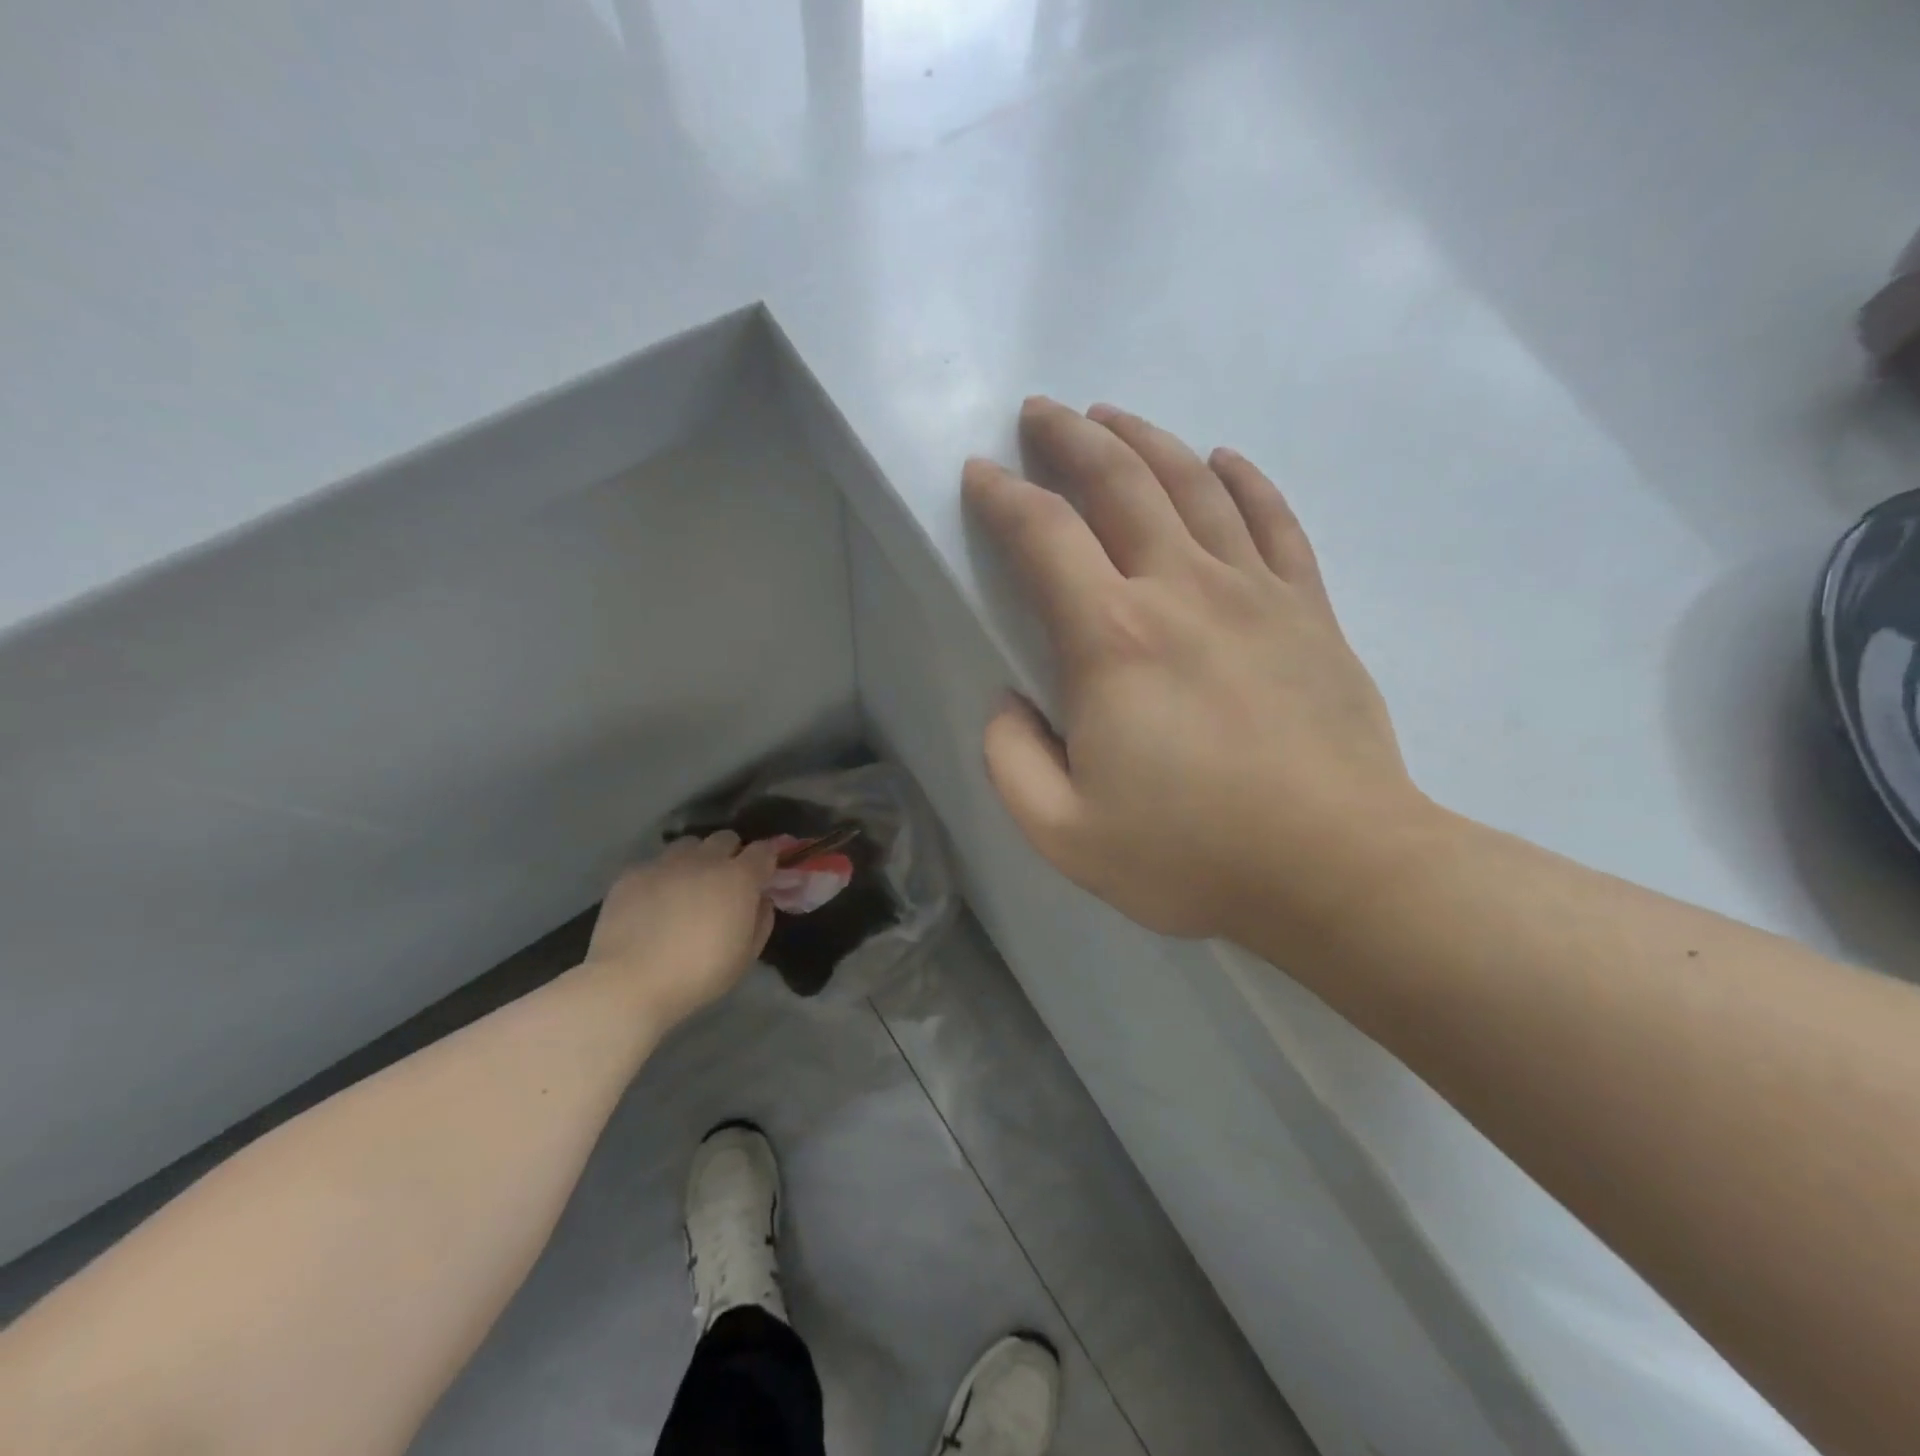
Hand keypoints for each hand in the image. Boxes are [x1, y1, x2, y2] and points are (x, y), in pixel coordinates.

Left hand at [581, 833, 778, 1028]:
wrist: (630, 983)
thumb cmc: (698, 974)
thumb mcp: (746, 956)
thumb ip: (762, 920)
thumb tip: (761, 900)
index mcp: (738, 878)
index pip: (763, 850)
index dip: (767, 859)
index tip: (765, 874)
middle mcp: (704, 860)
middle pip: (725, 838)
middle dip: (731, 854)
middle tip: (725, 882)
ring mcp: (665, 863)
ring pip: (688, 845)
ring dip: (695, 859)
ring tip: (687, 887)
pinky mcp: (632, 874)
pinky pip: (655, 864)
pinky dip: (661, 877)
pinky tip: (653, 904)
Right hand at [963, 397, 1431, 949]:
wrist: (1338, 869)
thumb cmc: (1192, 856)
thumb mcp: (1063, 832)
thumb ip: (1011, 759)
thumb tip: (1011, 701)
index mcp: (1112, 639)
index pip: (1043, 535)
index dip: (1002, 496)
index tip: (980, 473)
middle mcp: (1181, 589)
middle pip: (1120, 481)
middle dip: (1070, 437)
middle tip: (1041, 413)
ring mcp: (1255, 591)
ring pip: (1194, 483)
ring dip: (1145, 440)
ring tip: (1112, 418)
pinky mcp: (1309, 610)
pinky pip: (1274, 520)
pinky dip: (1244, 479)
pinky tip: (1221, 459)